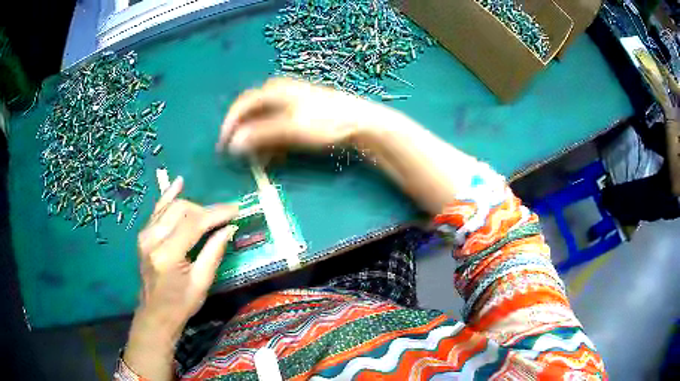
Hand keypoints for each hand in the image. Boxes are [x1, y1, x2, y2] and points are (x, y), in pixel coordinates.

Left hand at [123, 176, 237, 378]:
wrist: (155, 314)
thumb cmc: (181, 304)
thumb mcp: (202, 283)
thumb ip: (213, 252)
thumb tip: (229, 228)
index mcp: (167, 255)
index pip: (193, 223)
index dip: (216, 214)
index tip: (235, 209)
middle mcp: (152, 239)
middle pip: (181, 210)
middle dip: (205, 210)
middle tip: (224, 217)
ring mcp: (145, 235)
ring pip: (170, 207)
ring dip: (192, 206)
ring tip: (210, 213)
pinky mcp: (143, 234)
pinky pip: (158, 210)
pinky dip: (168, 196)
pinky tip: (178, 183)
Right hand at [217, 78, 390, 153]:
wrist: (360, 122)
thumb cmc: (325, 122)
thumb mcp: (290, 129)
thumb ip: (260, 135)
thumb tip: (233, 144)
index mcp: (274, 90)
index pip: (242, 105)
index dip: (230, 124)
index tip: (224, 145)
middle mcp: (280, 91)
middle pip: (253, 113)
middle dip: (246, 134)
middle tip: (241, 154)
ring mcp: (292, 101)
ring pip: (266, 121)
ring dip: (260, 140)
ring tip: (262, 159)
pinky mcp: (302, 112)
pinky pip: (280, 125)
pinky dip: (275, 139)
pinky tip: (278, 153)